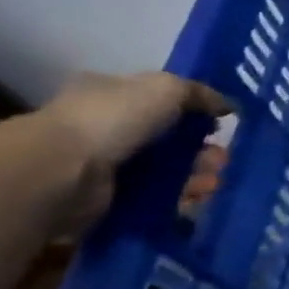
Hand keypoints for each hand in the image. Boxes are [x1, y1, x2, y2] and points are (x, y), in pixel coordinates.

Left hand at [35, 72, 232, 234]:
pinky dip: (181, 198)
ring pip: (165, 169)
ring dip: (196, 174)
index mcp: (110, 94)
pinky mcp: (108, 200)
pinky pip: (155, 198)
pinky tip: (200, 198)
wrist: (60, 172)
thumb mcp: (165, 88)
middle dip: (200, 147)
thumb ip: (200, 94)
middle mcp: (105, 127)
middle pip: (167, 138)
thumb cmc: (111, 119)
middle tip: (223, 157)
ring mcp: (105, 165)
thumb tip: (228, 106)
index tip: (220, 123)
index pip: (157, 99)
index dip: (192, 110)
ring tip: (216, 180)